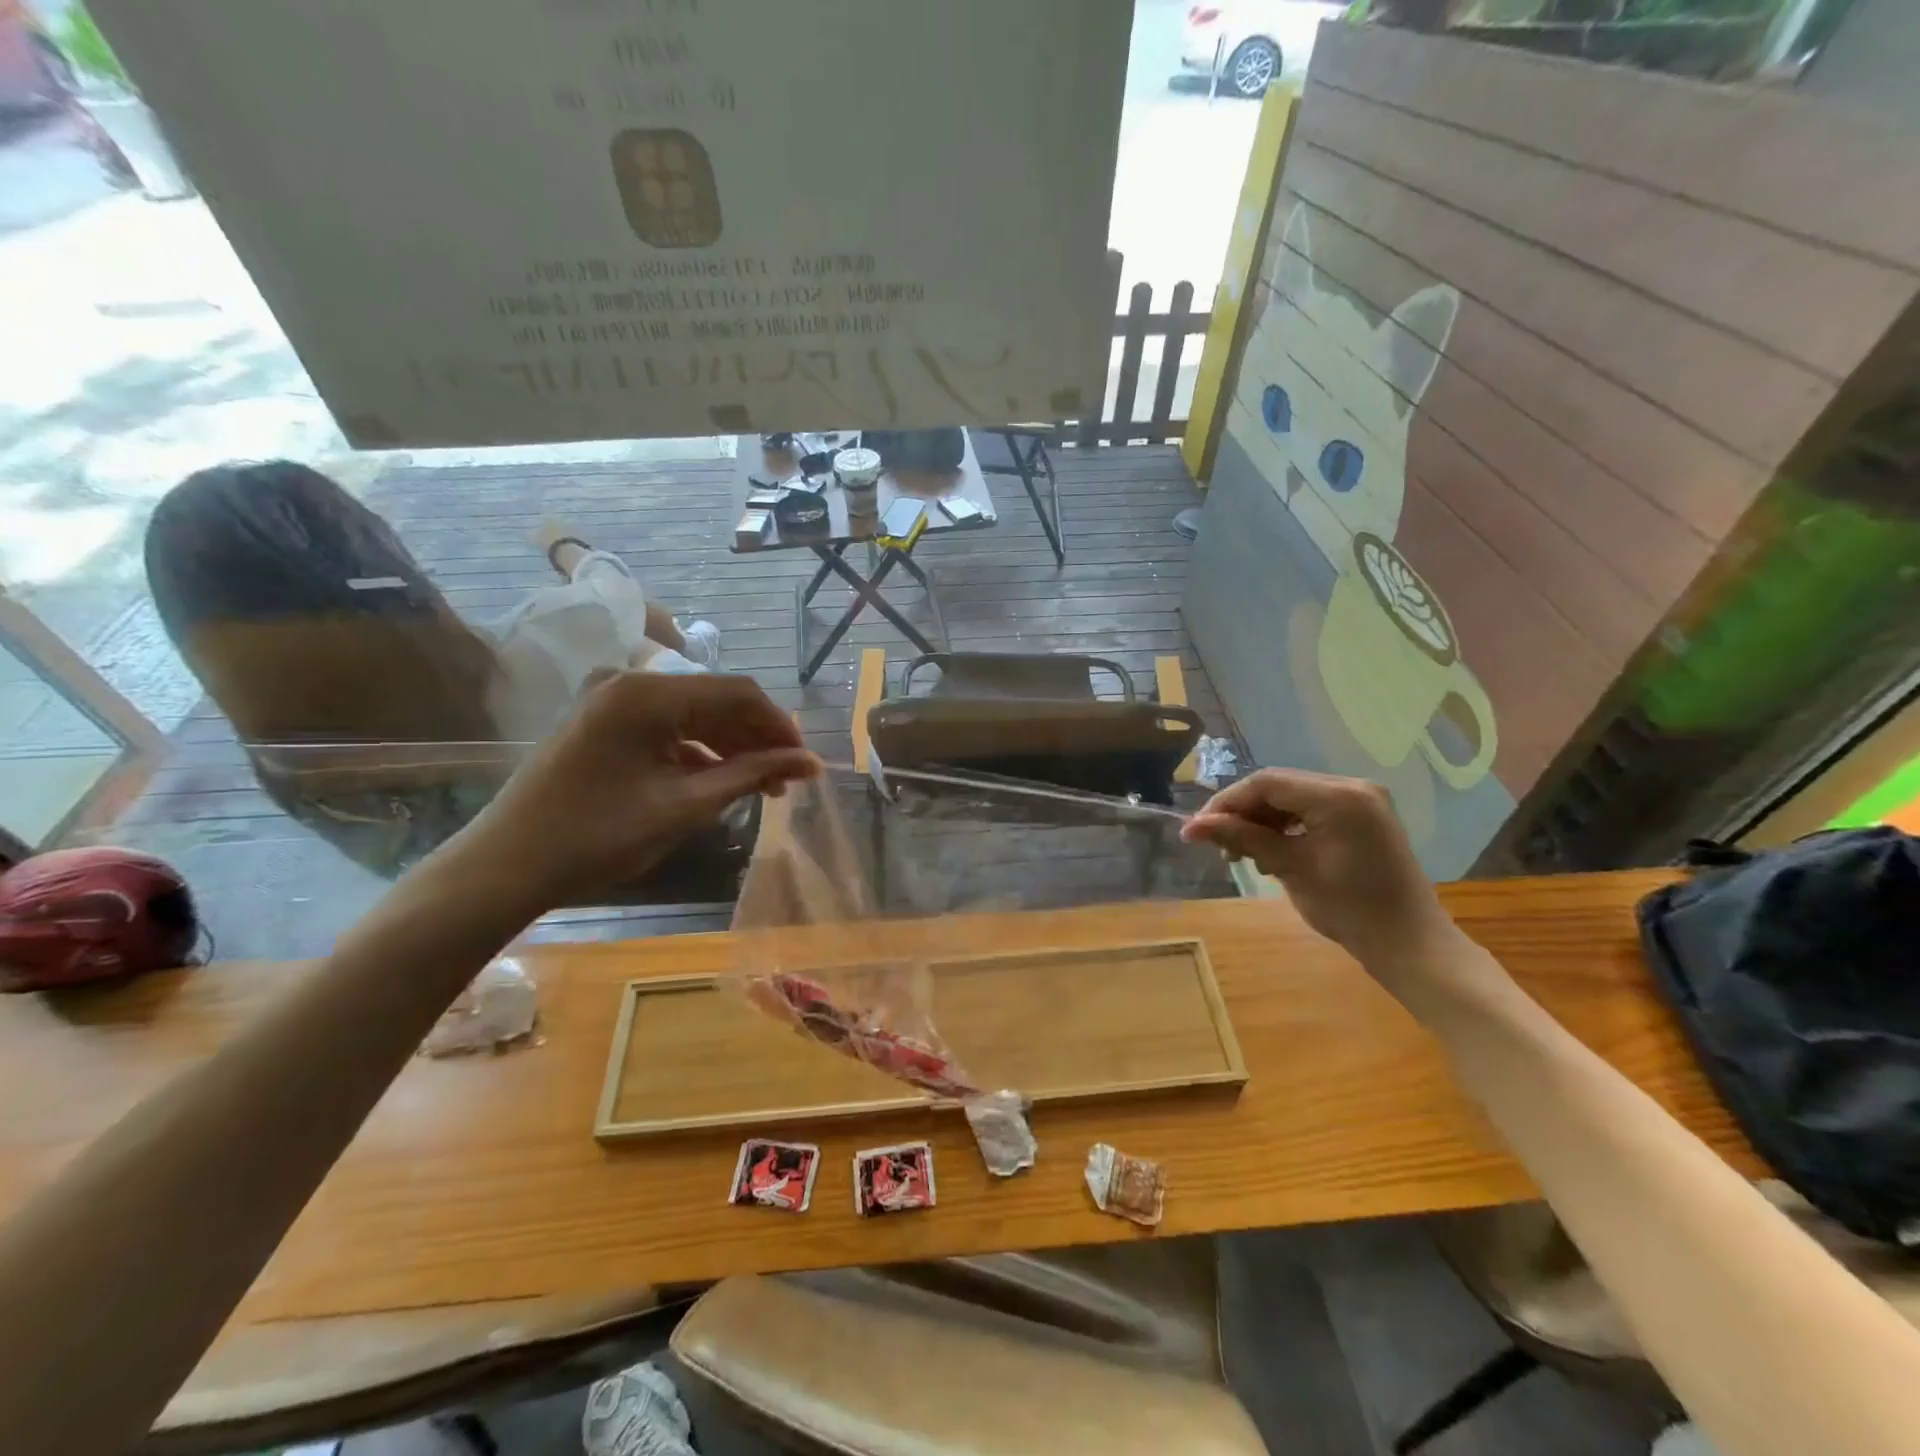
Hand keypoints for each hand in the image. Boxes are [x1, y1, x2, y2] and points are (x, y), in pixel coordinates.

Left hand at [451, 671, 817, 911]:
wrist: (505, 867)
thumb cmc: (599, 837)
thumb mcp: (686, 806)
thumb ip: (752, 775)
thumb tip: (811, 764)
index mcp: (650, 693)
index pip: (738, 693)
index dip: (780, 727)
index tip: (805, 765)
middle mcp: (630, 682)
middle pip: (715, 699)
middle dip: (756, 738)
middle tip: (786, 781)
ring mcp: (610, 699)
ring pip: (692, 712)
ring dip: (729, 745)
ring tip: (759, 785)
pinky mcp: (600, 720)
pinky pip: (664, 725)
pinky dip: (696, 749)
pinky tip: (716, 779)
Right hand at [1182, 768, 1456, 973]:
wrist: (1411, 945)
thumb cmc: (1351, 910)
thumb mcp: (1291, 870)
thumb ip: (1242, 839)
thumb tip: (1191, 827)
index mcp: (1338, 796)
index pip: (1266, 783)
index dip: (1226, 803)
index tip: (1197, 831)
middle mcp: (1352, 786)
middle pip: (1278, 787)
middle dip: (1243, 813)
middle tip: (1218, 846)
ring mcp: (1361, 800)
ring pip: (1292, 798)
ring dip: (1262, 821)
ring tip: (1242, 855)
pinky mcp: (1363, 816)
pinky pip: (1311, 810)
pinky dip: (1286, 827)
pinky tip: (1272, 852)